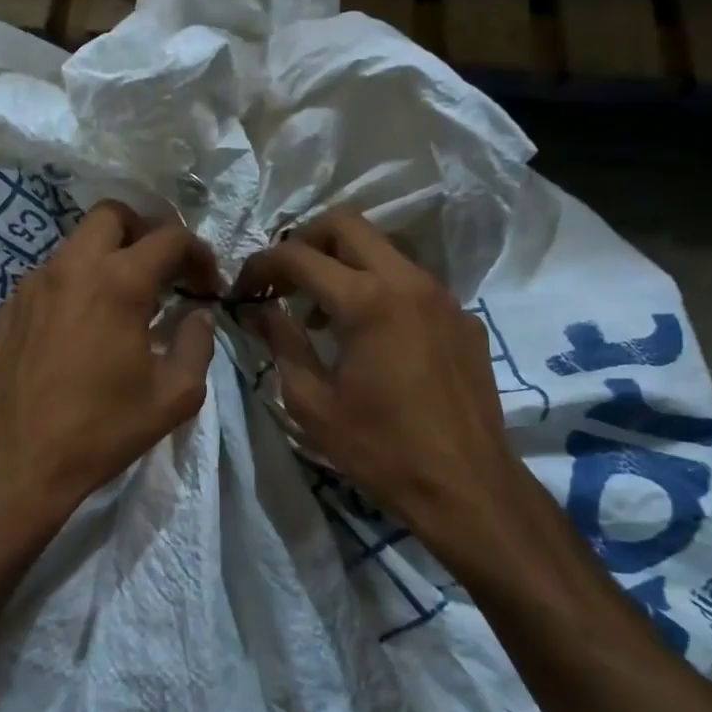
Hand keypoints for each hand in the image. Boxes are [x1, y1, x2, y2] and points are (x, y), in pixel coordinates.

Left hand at [0, 201, 222, 535]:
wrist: (16, 463)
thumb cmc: (101, 430)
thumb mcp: (173, 396)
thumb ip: (196, 344)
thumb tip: (197, 315)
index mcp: (118, 282)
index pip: (170, 238)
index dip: (200, 255)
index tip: (208, 286)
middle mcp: (72, 267)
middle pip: (114, 215)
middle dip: (147, 233)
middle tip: (163, 273)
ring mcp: (34, 284)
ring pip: (78, 243)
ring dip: (109, 256)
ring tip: (125, 301)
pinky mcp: (10, 307)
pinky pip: (52, 274)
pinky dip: (78, 282)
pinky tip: (84, 325)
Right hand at [234, 211, 528, 548]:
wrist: (467, 486)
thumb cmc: (379, 448)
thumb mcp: (312, 401)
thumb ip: (280, 342)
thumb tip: (257, 310)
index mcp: (366, 300)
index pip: (299, 255)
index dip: (261, 265)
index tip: (244, 290)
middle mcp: (408, 281)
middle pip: (346, 224)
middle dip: (304, 242)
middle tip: (283, 281)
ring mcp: (442, 296)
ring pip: (383, 249)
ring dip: (343, 264)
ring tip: (321, 314)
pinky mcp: (463, 318)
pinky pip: (411, 283)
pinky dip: (379, 290)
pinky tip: (371, 338)